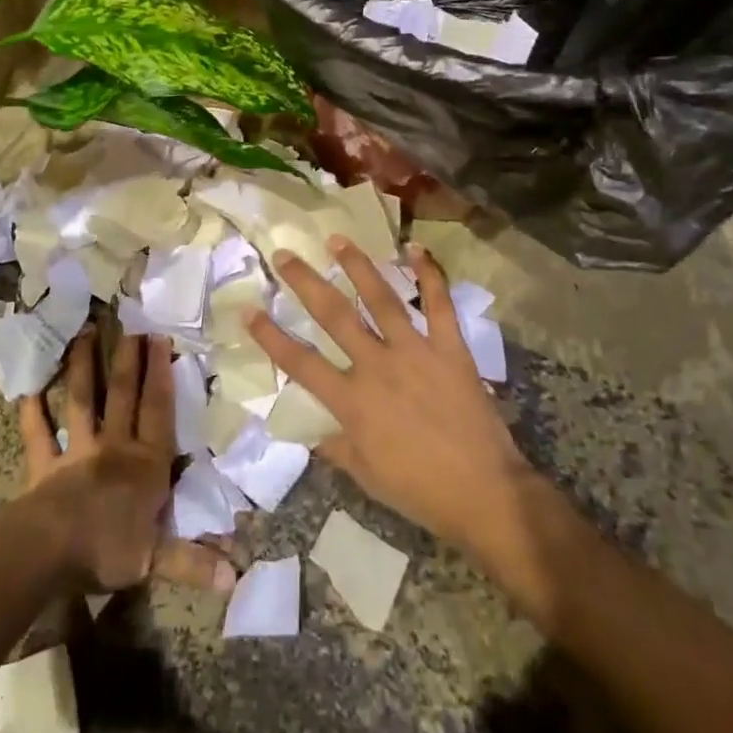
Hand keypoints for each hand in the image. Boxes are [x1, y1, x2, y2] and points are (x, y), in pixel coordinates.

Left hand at [20, 327, 237, 592]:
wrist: (50, 551)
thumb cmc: (108, 549)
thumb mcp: (157, 559)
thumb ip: (194, 561)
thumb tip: (237, 578)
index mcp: (146, 462)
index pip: (158, 410)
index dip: (160, 374)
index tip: (159, 338)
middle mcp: (114, 446)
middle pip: (122, 394)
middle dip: (127, 359)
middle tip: (129, 324)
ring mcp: (76, 452)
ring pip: (81, 401)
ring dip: (81, 368)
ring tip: (83, 333)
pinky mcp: (44, 466)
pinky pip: (37, 435)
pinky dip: (31, 413)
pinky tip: (26, 389)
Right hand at [247, 239, 532, 551]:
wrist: (484, 493)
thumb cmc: (420, 490)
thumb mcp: (367, 476)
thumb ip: (337, 447)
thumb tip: (315, 433)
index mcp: (352, 401)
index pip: (301, 363)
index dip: (271, 336)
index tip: (249, 310)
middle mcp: (377, 366)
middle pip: (334, 316)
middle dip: (305, 283)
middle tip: (285, 254)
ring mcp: (415, 351)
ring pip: (380, 298)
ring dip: (357, 266)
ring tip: (337, 239)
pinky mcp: (449, 347)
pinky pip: (439, 303)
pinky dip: (430, 274)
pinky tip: (416, 248)